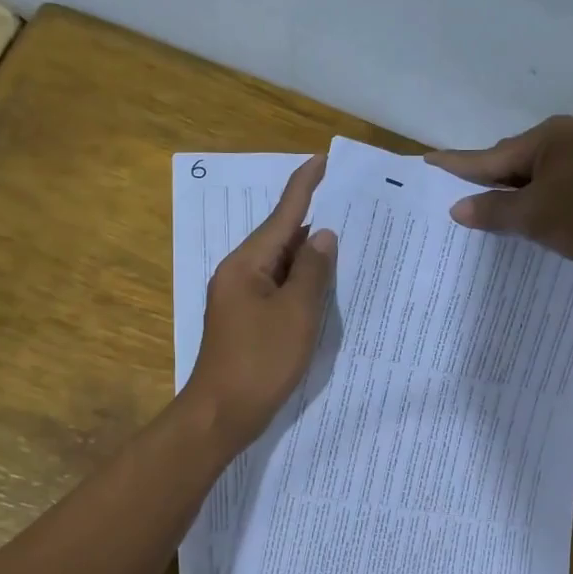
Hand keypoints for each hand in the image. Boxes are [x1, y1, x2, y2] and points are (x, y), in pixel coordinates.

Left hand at [183, 153, 336, 445]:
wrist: (222, 414)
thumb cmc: (260, 361)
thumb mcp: (296, 314)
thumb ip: (312, 271)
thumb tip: (323, 236)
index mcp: (247, 264)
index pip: (282, 214)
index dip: (304, 185)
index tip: (323, 159)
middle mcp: (239, 273)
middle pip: (280, 237)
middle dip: (313, 221)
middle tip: (350, 204)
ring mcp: (241, 297)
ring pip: (281, 265)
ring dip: (309, 254)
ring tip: (346, 240)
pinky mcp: (247, 319)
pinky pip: (278, 288)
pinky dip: (301, 281)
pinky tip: (323, 284)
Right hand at [426, 115, 572, 275]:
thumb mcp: (533, 218)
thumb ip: (492, 210)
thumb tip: (458, 208)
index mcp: (548, 137)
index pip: (492, 156)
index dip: (459, 164)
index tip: (429, 161)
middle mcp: (568, 136)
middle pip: (513, 161)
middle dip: (489, 181)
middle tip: (459, 198)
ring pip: (535, 174)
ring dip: (514, 193)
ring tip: (490, 212)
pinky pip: (554, 182)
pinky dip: (537, 198)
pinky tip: (529, 215)